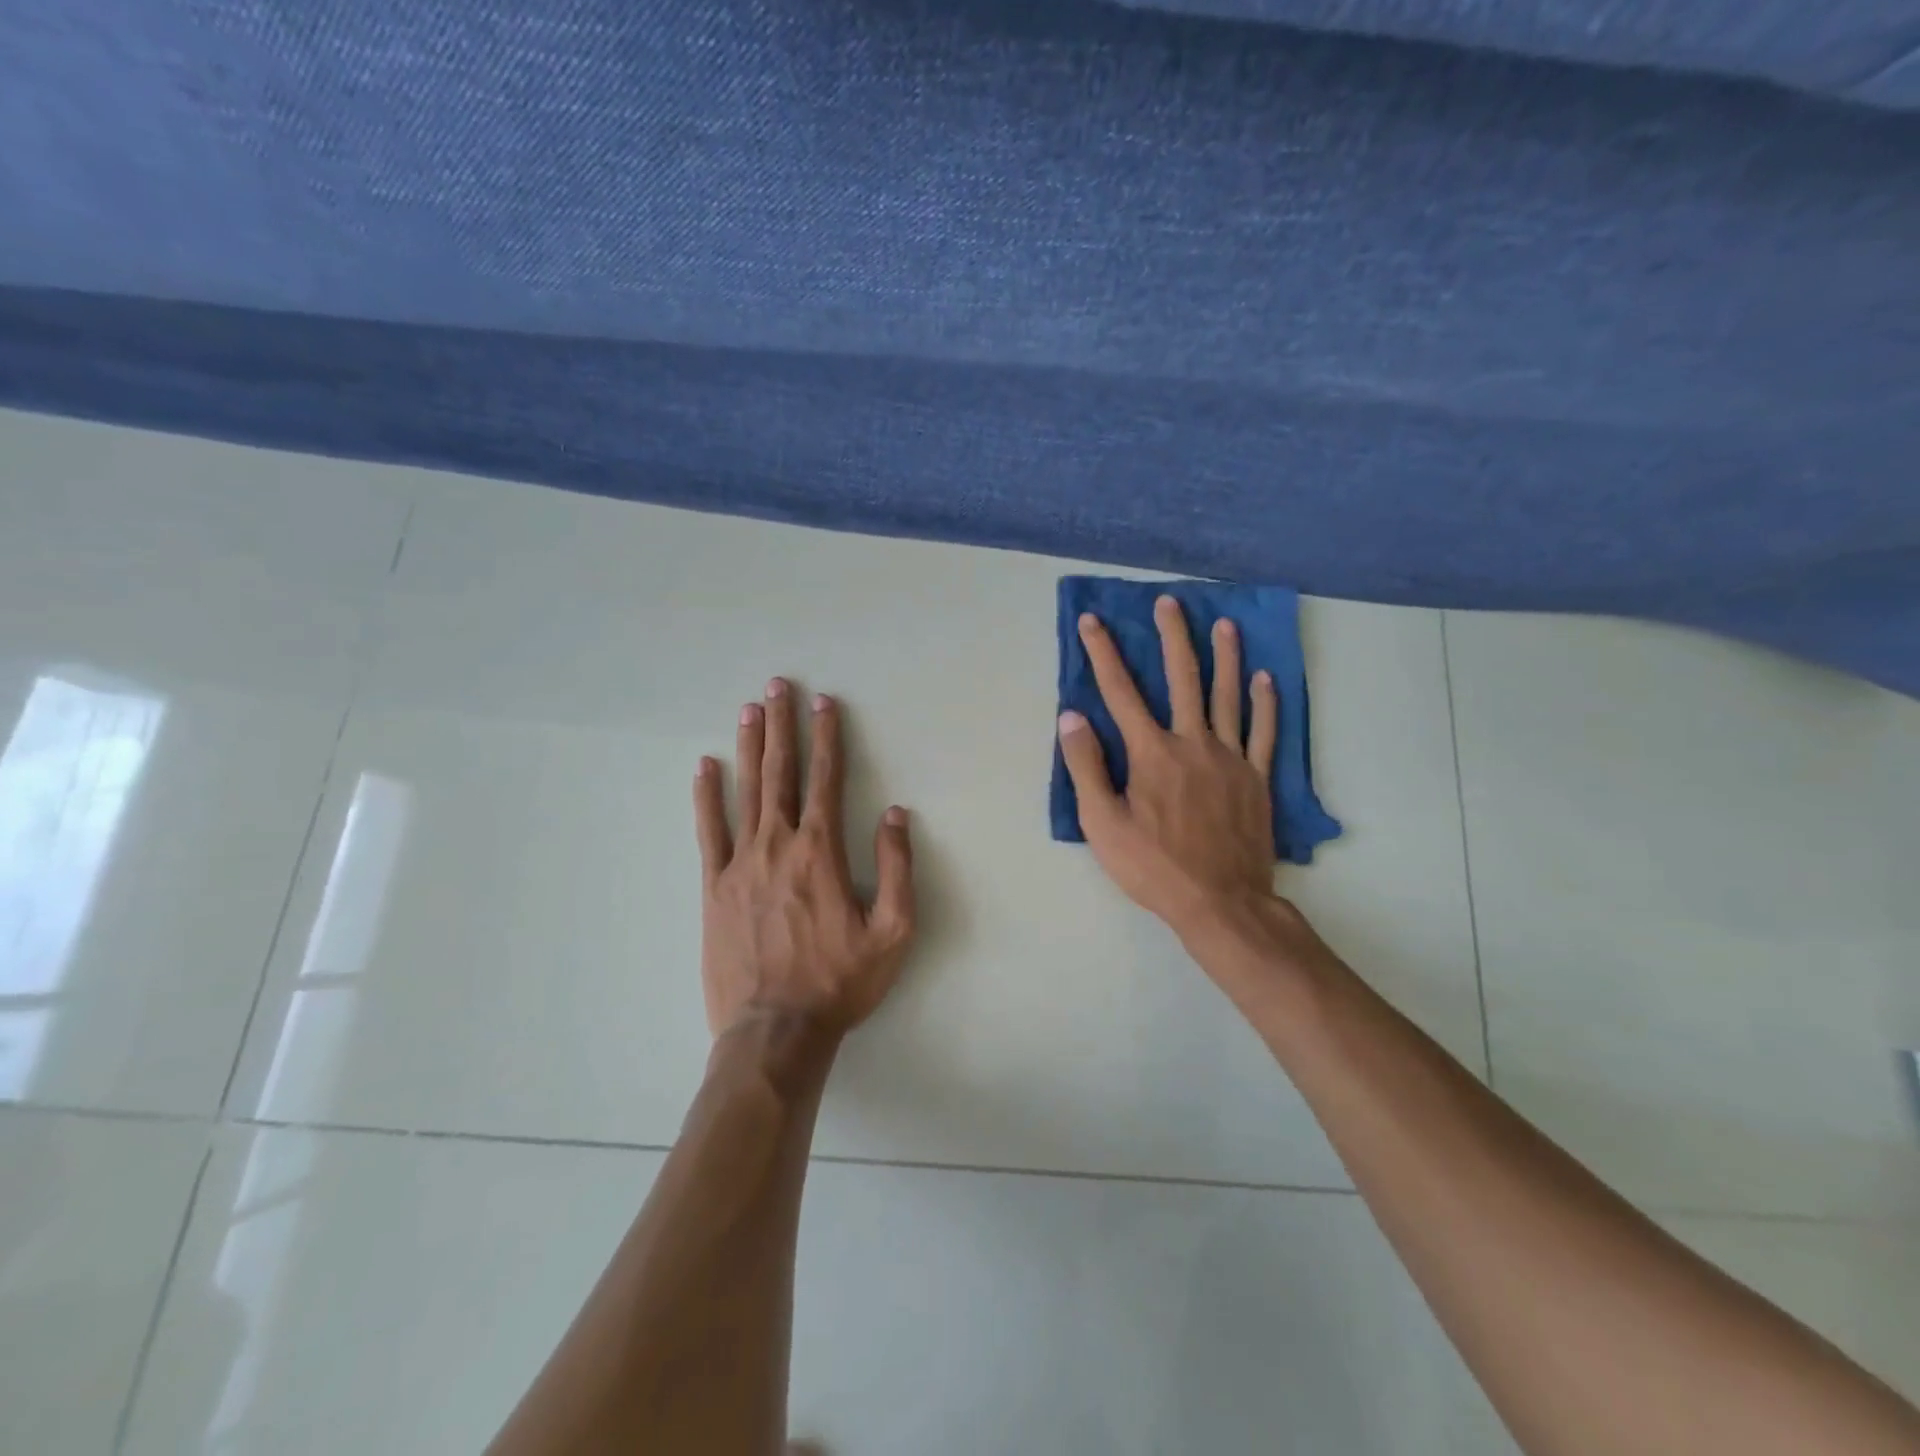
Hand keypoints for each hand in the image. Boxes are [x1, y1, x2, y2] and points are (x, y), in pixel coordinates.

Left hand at [694, 679, 915, 1042]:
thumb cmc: (840, 982)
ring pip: (745, 791)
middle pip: (781, 773)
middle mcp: (778, 845)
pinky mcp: (713, 887)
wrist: (775, 1031)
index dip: (828, 738)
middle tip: (778, 687)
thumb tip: (894, 814)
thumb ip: (897, 868)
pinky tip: (705, 767)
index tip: (825, 703)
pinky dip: (706, 796)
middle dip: (783, 726)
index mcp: (821, 852)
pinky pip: (708, 831)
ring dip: (750, 747)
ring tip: (749, 710)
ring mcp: (740, 864)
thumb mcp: (893, 932)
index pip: (826, 779)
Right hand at [1057, 597, 1331, 979]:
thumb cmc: (1153, 866)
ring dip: (1225, 657)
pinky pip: (1265, 732)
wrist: (1221, 902)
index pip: (1120, 692)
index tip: (1093, 621)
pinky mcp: (1258, 778)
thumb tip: (1071, 717)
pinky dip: (1266, 703)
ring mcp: (1231, 758)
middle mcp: (1192, 743)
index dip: (1103, 653)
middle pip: (1182, 679)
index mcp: (1151, 753)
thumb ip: (1086, 767)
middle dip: (1174, 637)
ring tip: (1225, 623)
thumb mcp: (1102, 824)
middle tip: (1171, 602)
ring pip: (1228, 696)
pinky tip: (1265, 679)